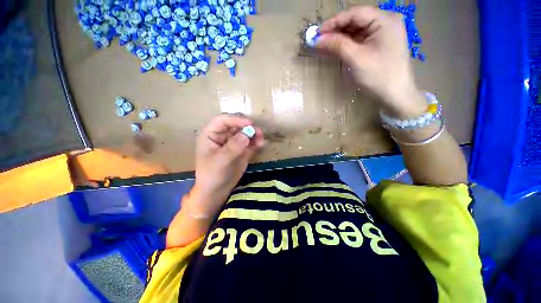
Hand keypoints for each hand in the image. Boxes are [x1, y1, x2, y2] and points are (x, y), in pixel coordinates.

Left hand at [190, 115, 263, 216]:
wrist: (217, 191)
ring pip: (245, 134)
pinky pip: (250, 143)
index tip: (249, 123)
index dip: (235, 120)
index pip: (223, 121)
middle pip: (236, 126)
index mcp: (211, 135)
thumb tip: (247, 134)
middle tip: (258, 131)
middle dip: (247, 127)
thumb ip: (233, 147)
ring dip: (254, 134)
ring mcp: (234, 144)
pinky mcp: (242, 151)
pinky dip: (256, 142)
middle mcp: (223, 137)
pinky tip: (261, 144)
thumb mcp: (220, 161)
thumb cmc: (212, 175)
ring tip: (261, 137)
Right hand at [316, 6, 425, 118]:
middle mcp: (386, 22)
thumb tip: (317, 39)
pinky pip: (361, 39)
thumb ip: (337, 45)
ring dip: (341, 37)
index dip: (335, 21)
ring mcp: (384, 33)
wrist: (395, 95)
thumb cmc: (378, 76)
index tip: (318, 32)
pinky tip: (338, 48)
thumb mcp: (355, 58)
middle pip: (357, 20)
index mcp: (385, 20)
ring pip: (358, 30)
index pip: (355, 13)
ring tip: (326, 45)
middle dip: (337, 30)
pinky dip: (348, 43)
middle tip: (320, 40)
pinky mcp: (381, 44)